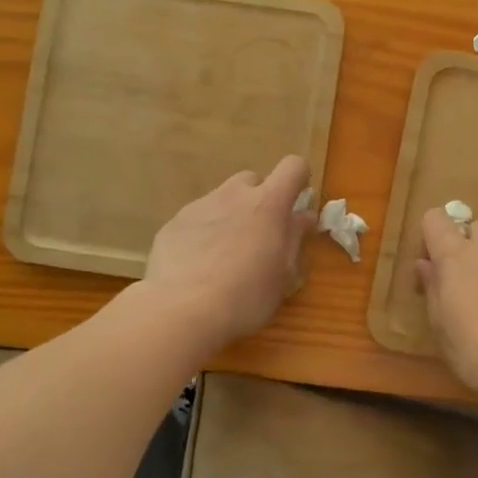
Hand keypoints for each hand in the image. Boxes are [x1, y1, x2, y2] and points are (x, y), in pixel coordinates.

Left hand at [142, 155, 315, 350]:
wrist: (182, 309)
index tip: (296, 204)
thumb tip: (303, 216)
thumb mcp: (283, 274)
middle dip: (259, 200)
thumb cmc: (246, 295)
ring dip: (230, 216)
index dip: (299, 180)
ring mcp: (200, 206)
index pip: (293, 167)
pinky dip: (203, 233)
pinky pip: (196, 219)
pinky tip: (198, 265)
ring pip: (222, 199)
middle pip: (252, 180)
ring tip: (224, 256)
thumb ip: (294, 238)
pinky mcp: (173, 223)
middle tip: (258, 236)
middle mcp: (233, 195)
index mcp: (268, 204)